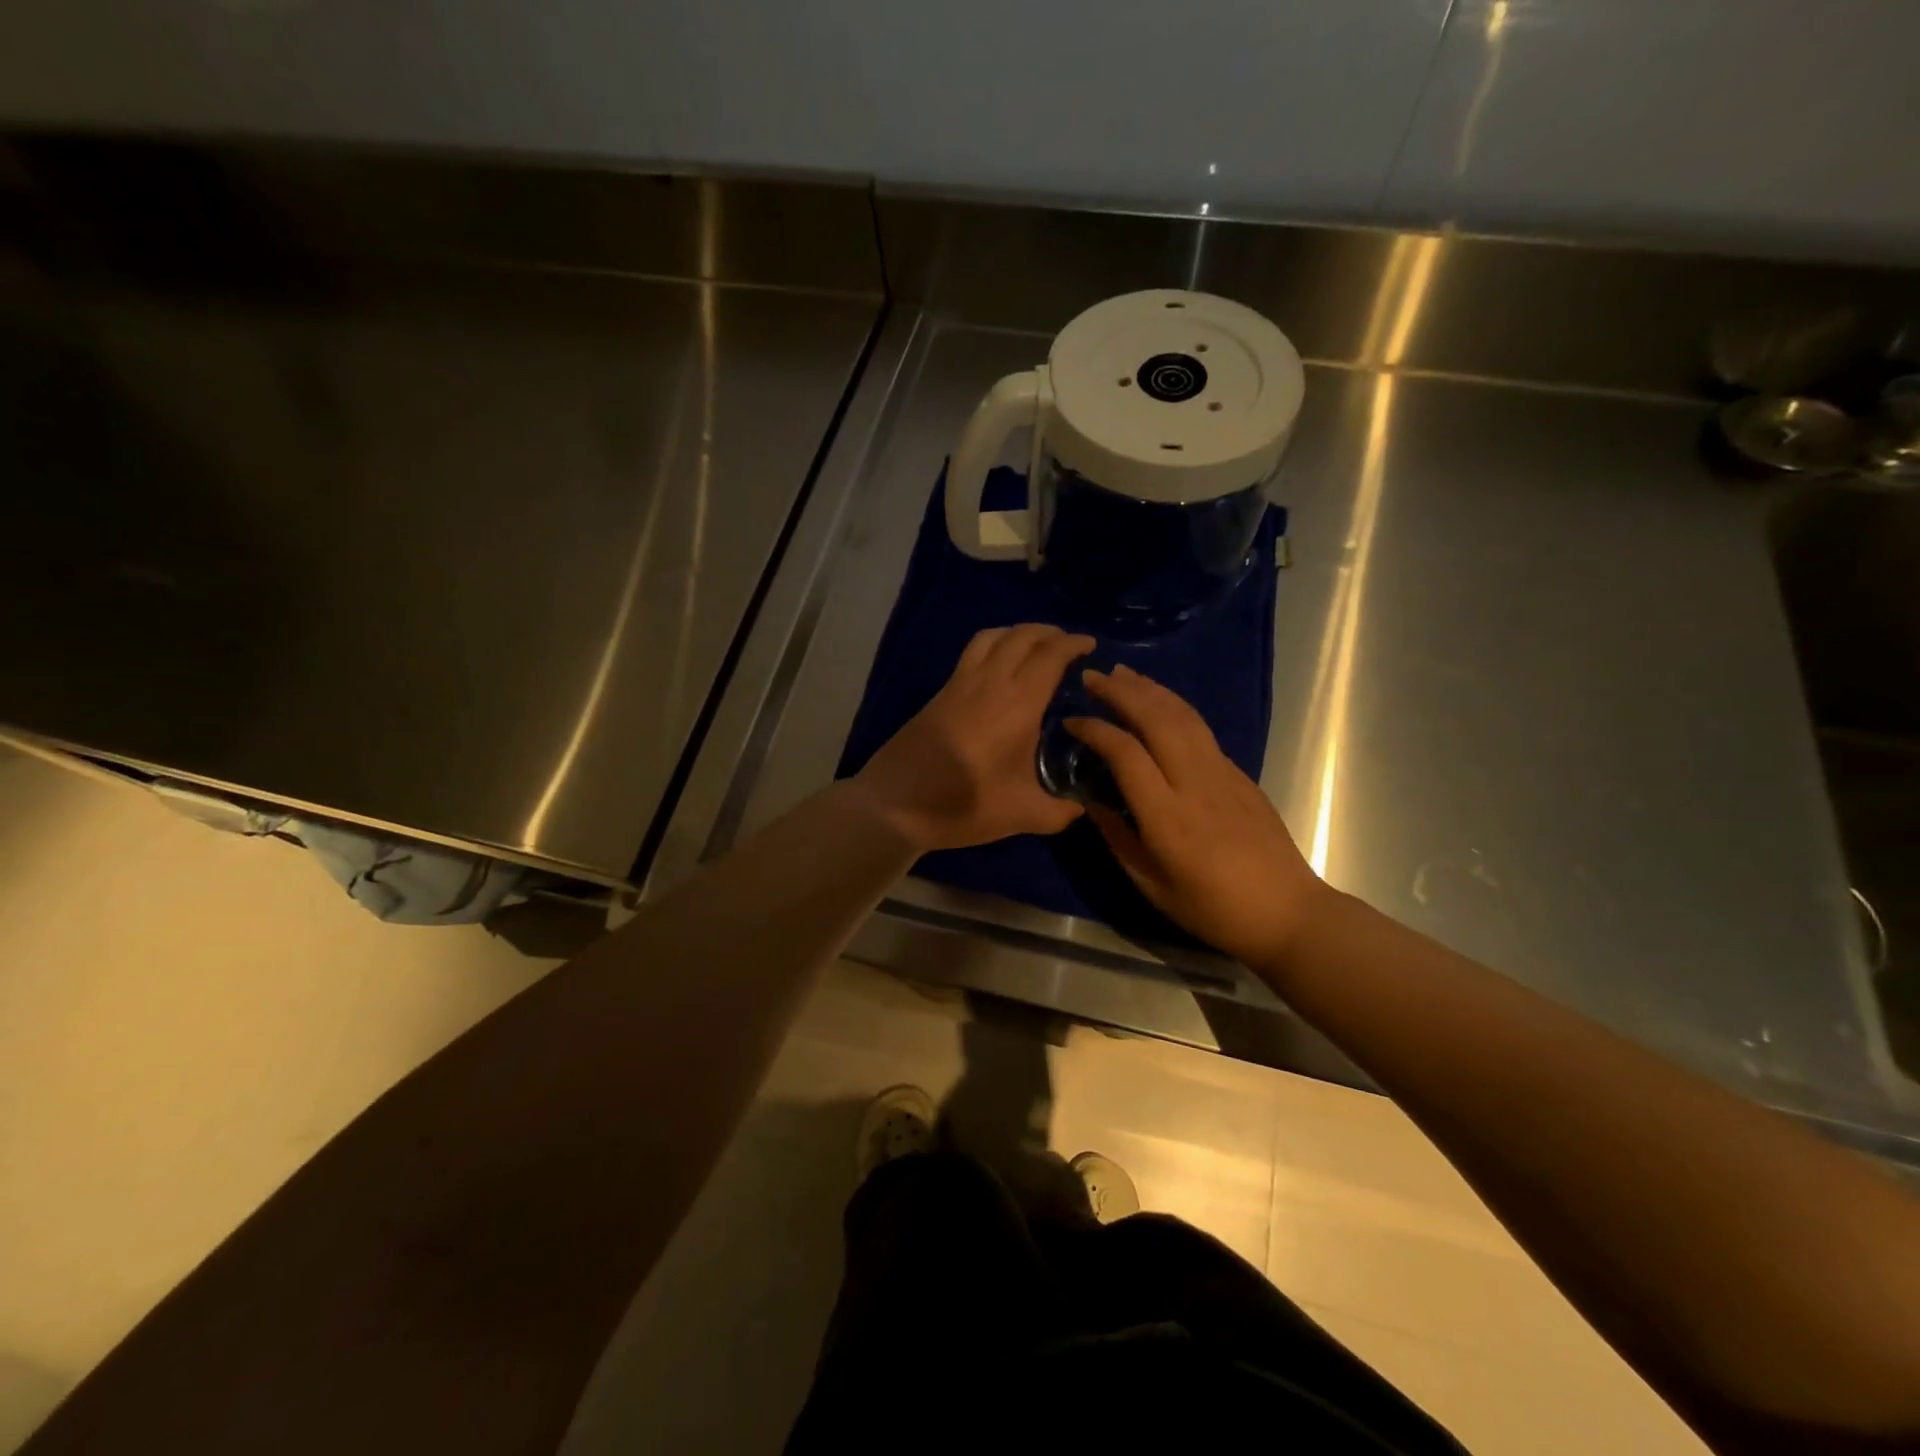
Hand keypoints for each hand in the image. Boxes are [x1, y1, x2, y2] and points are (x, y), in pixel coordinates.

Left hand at [852, 624, 1094, 851]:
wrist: (895, 804)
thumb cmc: (964, 805)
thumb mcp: (1022, 815)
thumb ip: (1059, 812)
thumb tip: (1079, 807)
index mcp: (1017, 704)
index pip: (1050, 656)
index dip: (1073, 644)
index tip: (1090, 645)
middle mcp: (989, 683)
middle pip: (1021, 636)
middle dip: (1049, 632)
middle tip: (1067, 644)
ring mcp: (959, 684)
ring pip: (992, 637)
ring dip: (1018, 632)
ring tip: (1034, 647)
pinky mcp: (939, 693)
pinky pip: (972, 652)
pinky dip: (993, 645)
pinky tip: (998, 668)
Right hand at [1065, 664, 1327, 965]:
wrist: (1286, 911)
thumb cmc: (1212, 908)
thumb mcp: (1150, 884)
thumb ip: (1116, 837)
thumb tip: (1090, 801)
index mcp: (1167, 815)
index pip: (1125, 753)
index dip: (1095, 730)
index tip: (1072, 722)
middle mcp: (1194, 781)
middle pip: (1156, 719)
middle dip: (1121, 692)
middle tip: (1092, 676)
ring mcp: (1222, 772)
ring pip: (1183, 715)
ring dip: (1150, 689)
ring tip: (1123, 673)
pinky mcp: (1240, 773)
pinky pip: (1200, 729)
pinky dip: (1174, 706)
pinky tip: (1160, 704)